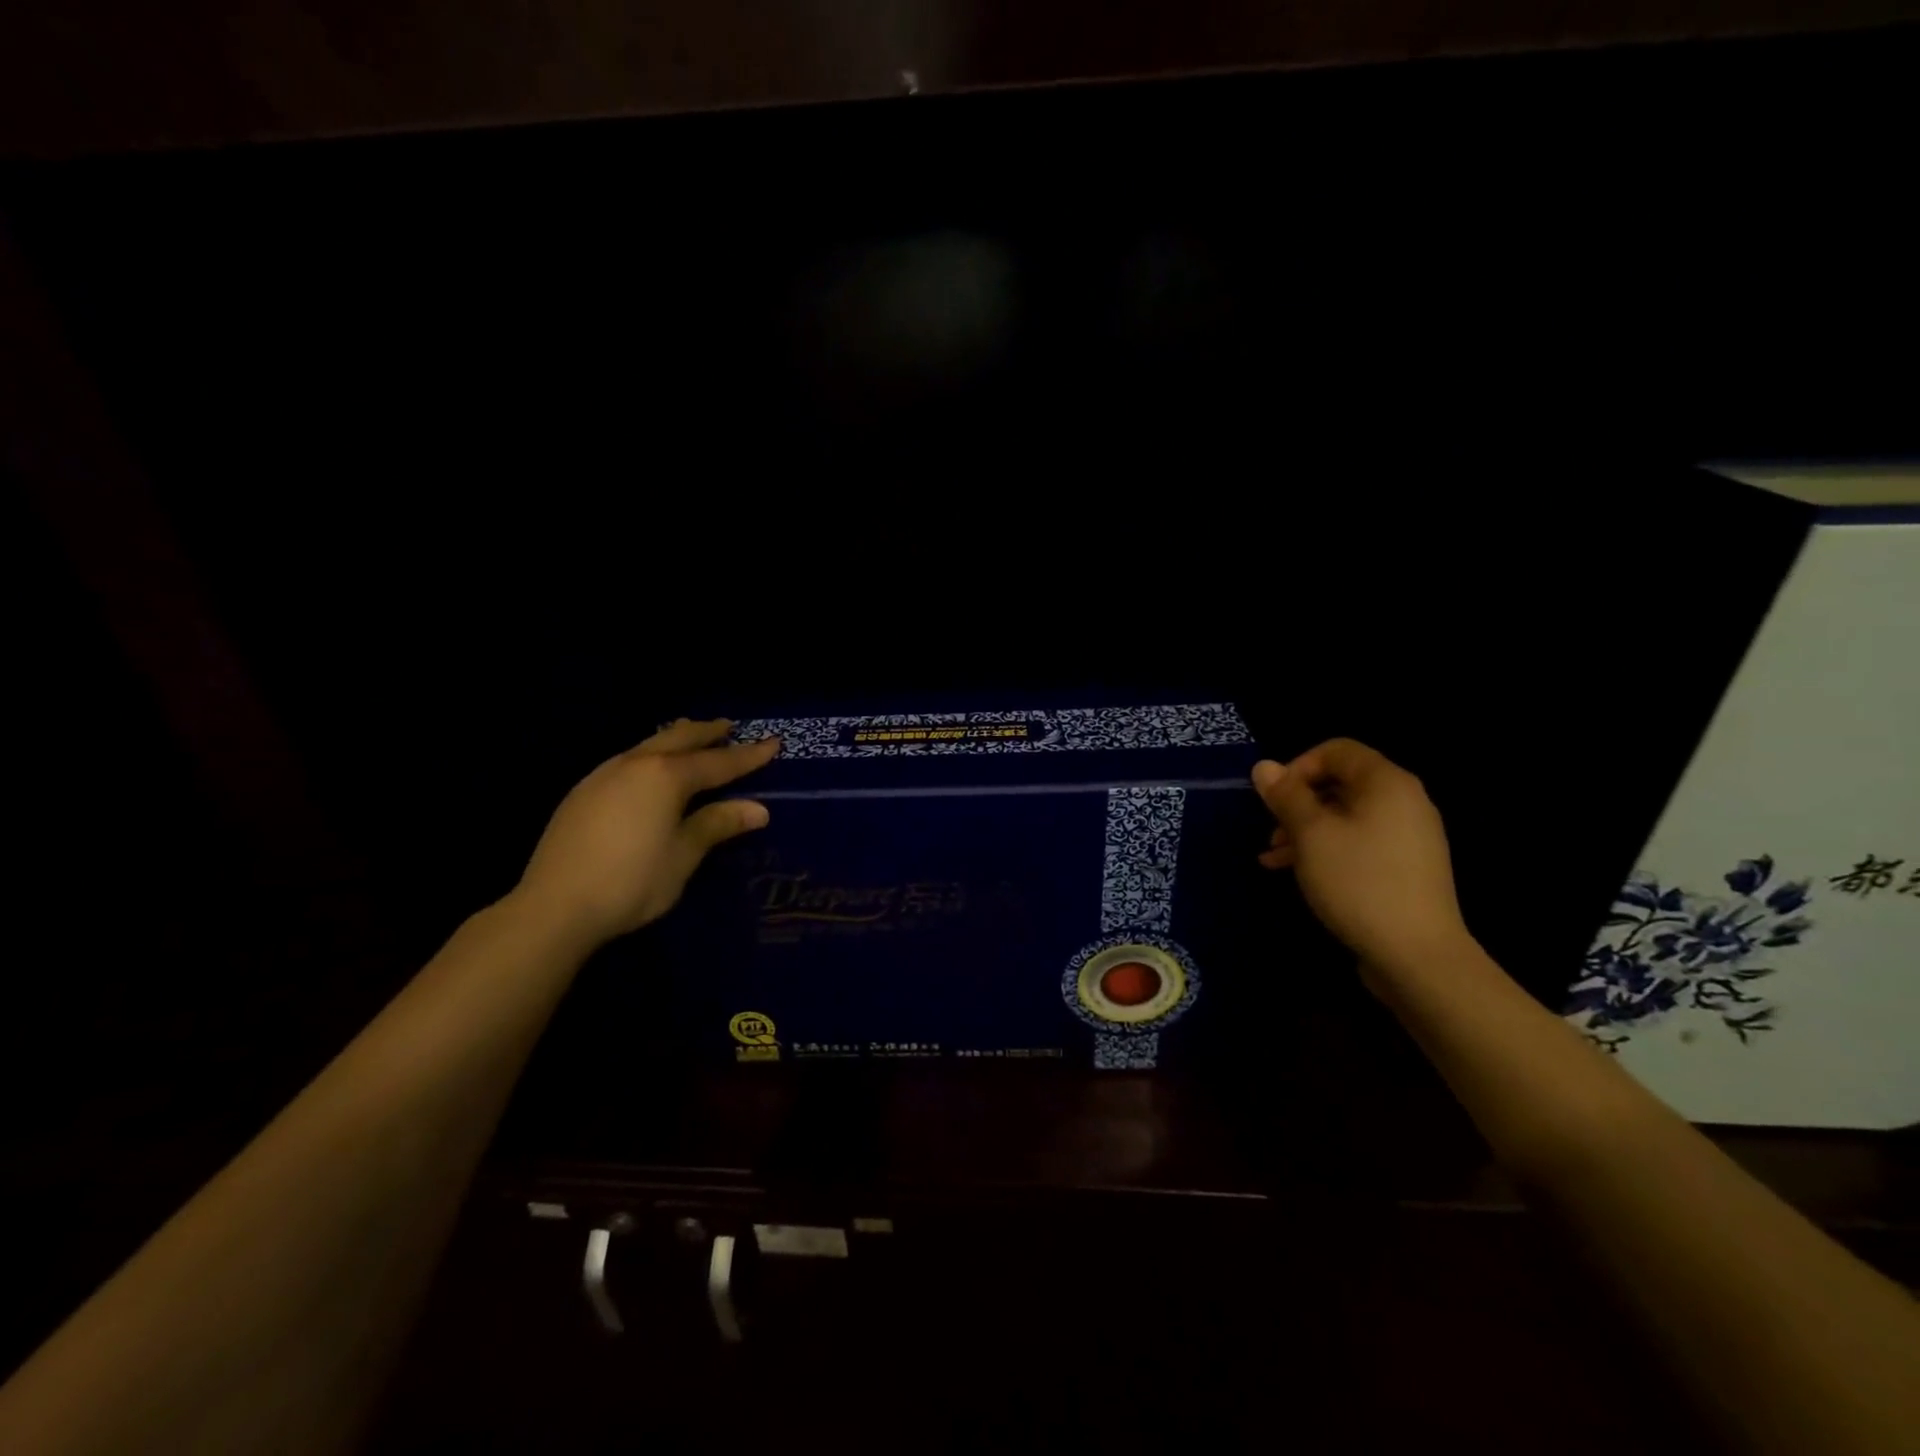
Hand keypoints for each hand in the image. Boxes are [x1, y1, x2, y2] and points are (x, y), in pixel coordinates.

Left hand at [512, 719, 779, 947]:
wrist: (554, 907)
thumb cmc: (632, 881)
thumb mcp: (683, 855)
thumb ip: (717, 824)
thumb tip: (758, 809)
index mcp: (666, 776)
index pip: (718, 761)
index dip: (749, 754)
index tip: (774, 742)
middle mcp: (635, 764)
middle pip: (679, 739)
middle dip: (707, 732)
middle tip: (729, 727)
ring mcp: (603, 775)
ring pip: (649, 744)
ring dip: (676, 740)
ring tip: (692, 739)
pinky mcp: (582, 793)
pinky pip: (629, 760)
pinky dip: (651, 756)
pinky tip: (650, 771)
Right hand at [1253, 738, 1471, 974]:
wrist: (1417, 956)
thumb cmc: (1358, 882)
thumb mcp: (1311, 834)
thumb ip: (1286, 796)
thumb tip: (1264, 766)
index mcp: (1387, 783)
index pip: (1337, 750)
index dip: (1298, 766)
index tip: (1273, 798)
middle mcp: (1404, 802)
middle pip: (1340, 783)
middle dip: (1297, 804)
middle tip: (1270, 831)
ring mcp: (1408, 837)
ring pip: (1345, 817)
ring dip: (1305, 831)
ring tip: (1273, 858)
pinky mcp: (1405, 868)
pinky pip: (1359, 843)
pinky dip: (1326, 850)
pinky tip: (1296, 873)